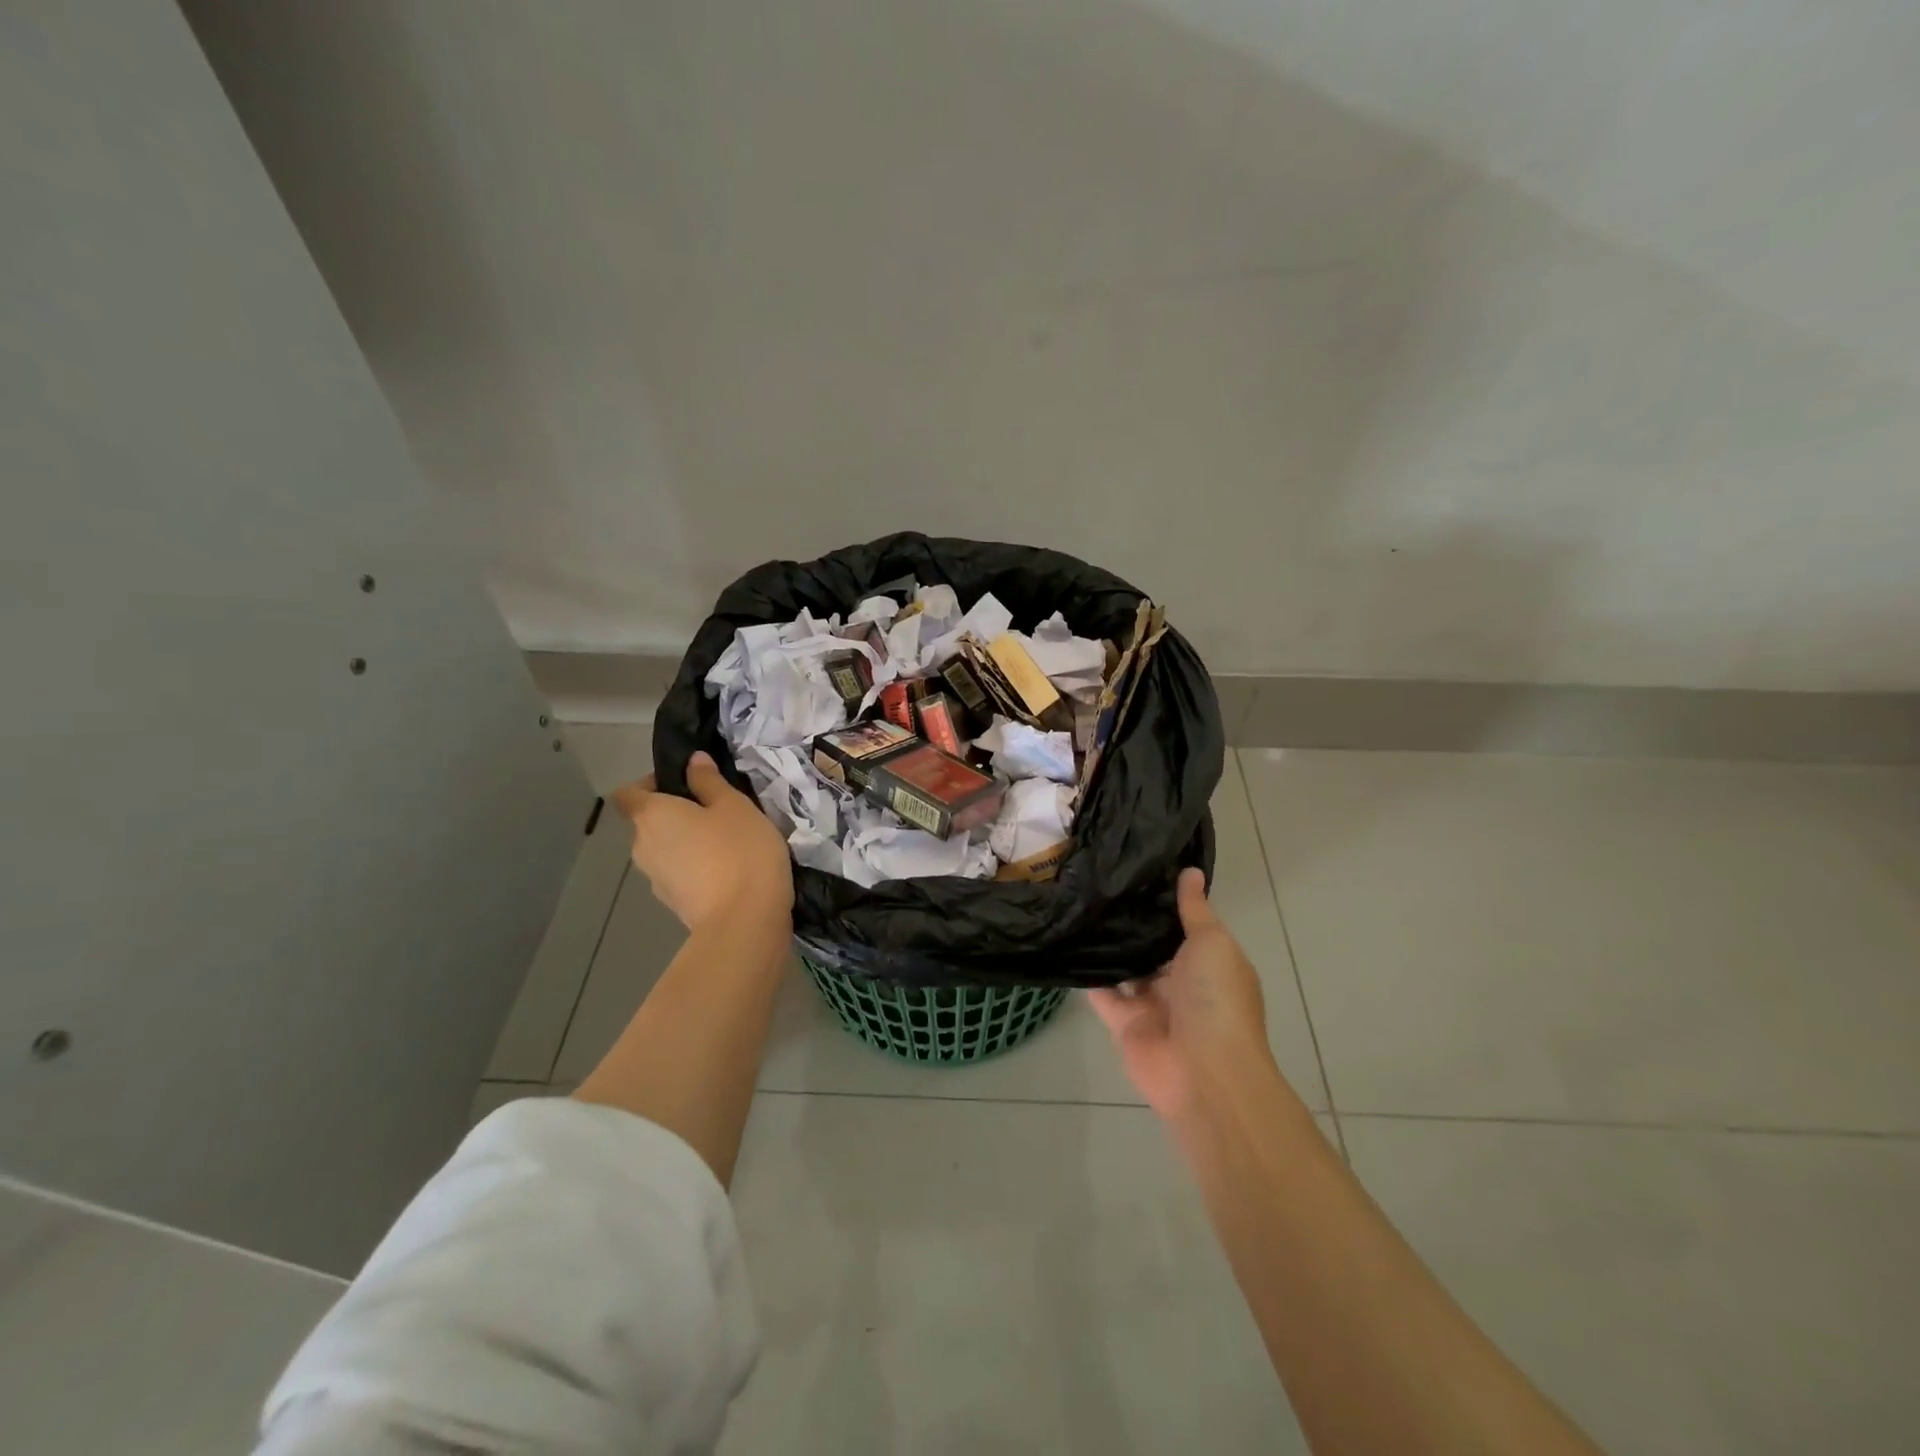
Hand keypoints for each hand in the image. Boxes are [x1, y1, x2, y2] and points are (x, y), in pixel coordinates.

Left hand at [611, 751, 792, 932]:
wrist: (744, 921)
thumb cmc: (739, 851)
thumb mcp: (734, 805)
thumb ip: (710, 781)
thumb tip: (692, 761)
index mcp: (650, 816)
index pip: (627, 793)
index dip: (649, 784)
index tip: (684, 783)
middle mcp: (642, 846)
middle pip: (648, 822)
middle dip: (676, 814)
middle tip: (716, 810)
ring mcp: (655, 880)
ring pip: (665, 850)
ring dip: (686, 843)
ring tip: (726, 842)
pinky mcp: (673, 904)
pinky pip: (679, 874)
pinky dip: (696, 868)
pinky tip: (729, 869)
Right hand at [1088, 867, 1275, 1123]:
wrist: (1203, 1072)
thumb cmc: (1217, 1000)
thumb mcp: (1212, 943)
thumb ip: (1194, 909)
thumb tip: (1190, 871)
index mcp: (1209, 963)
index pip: (1184, 926)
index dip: (1165, 902)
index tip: (1137, 869)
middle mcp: (1181, 983)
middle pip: (1153, 948)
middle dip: (1132, 922)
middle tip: (1100, 883)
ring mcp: (1152, 1005)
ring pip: (1126, 969)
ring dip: (1109, 946)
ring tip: (1080, 905)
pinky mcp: (1124, 1024)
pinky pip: (1102, 994)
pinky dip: (1087, 976)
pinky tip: (1068, 944)